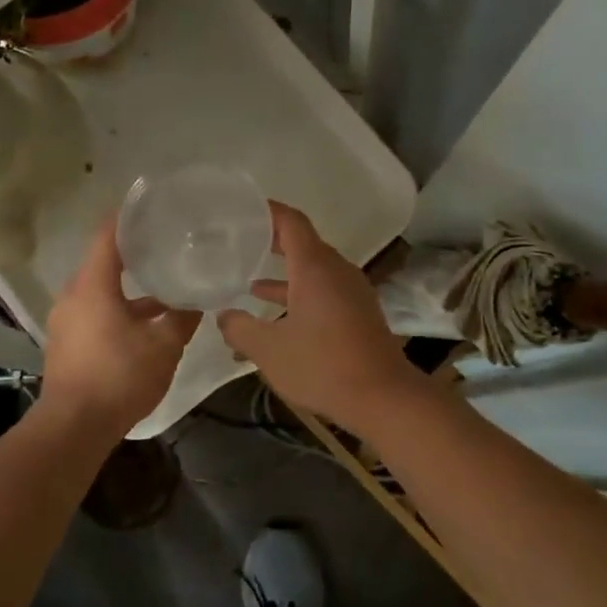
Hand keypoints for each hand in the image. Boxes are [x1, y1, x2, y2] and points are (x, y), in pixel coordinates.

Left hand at [40, 216, 199, 435]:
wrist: (73, 428)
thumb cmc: (119, 377)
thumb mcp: (163, 346)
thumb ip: (181, 318)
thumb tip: (197, 301)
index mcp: (93, 285)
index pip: (107, 235)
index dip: (126, 216)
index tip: (149, 205)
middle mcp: (74, 295)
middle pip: (103, 261)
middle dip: (133, 252)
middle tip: (164, 243)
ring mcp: (66, 320)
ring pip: (100, 290)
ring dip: (128, 286)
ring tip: (162, 284)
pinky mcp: (66, 342)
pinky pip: (94, 311)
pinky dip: (117, 307)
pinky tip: (145, 323)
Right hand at [217, 203, 424, 433]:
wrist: (383, 397)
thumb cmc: (322, 366)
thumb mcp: (268, 350)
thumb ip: (240, 329)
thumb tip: (223, 316)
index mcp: (315, 267)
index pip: (291, 222)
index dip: (268, 211)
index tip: (244, 209)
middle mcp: (336, 271)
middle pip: (303, 244)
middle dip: (272, 242)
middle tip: (241, 242)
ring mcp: (351, 291)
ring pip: (313, 271)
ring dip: (284, 276)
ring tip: (249, 283)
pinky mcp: (359, 312)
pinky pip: (324, 291)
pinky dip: (300, 295)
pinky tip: (279, 317)